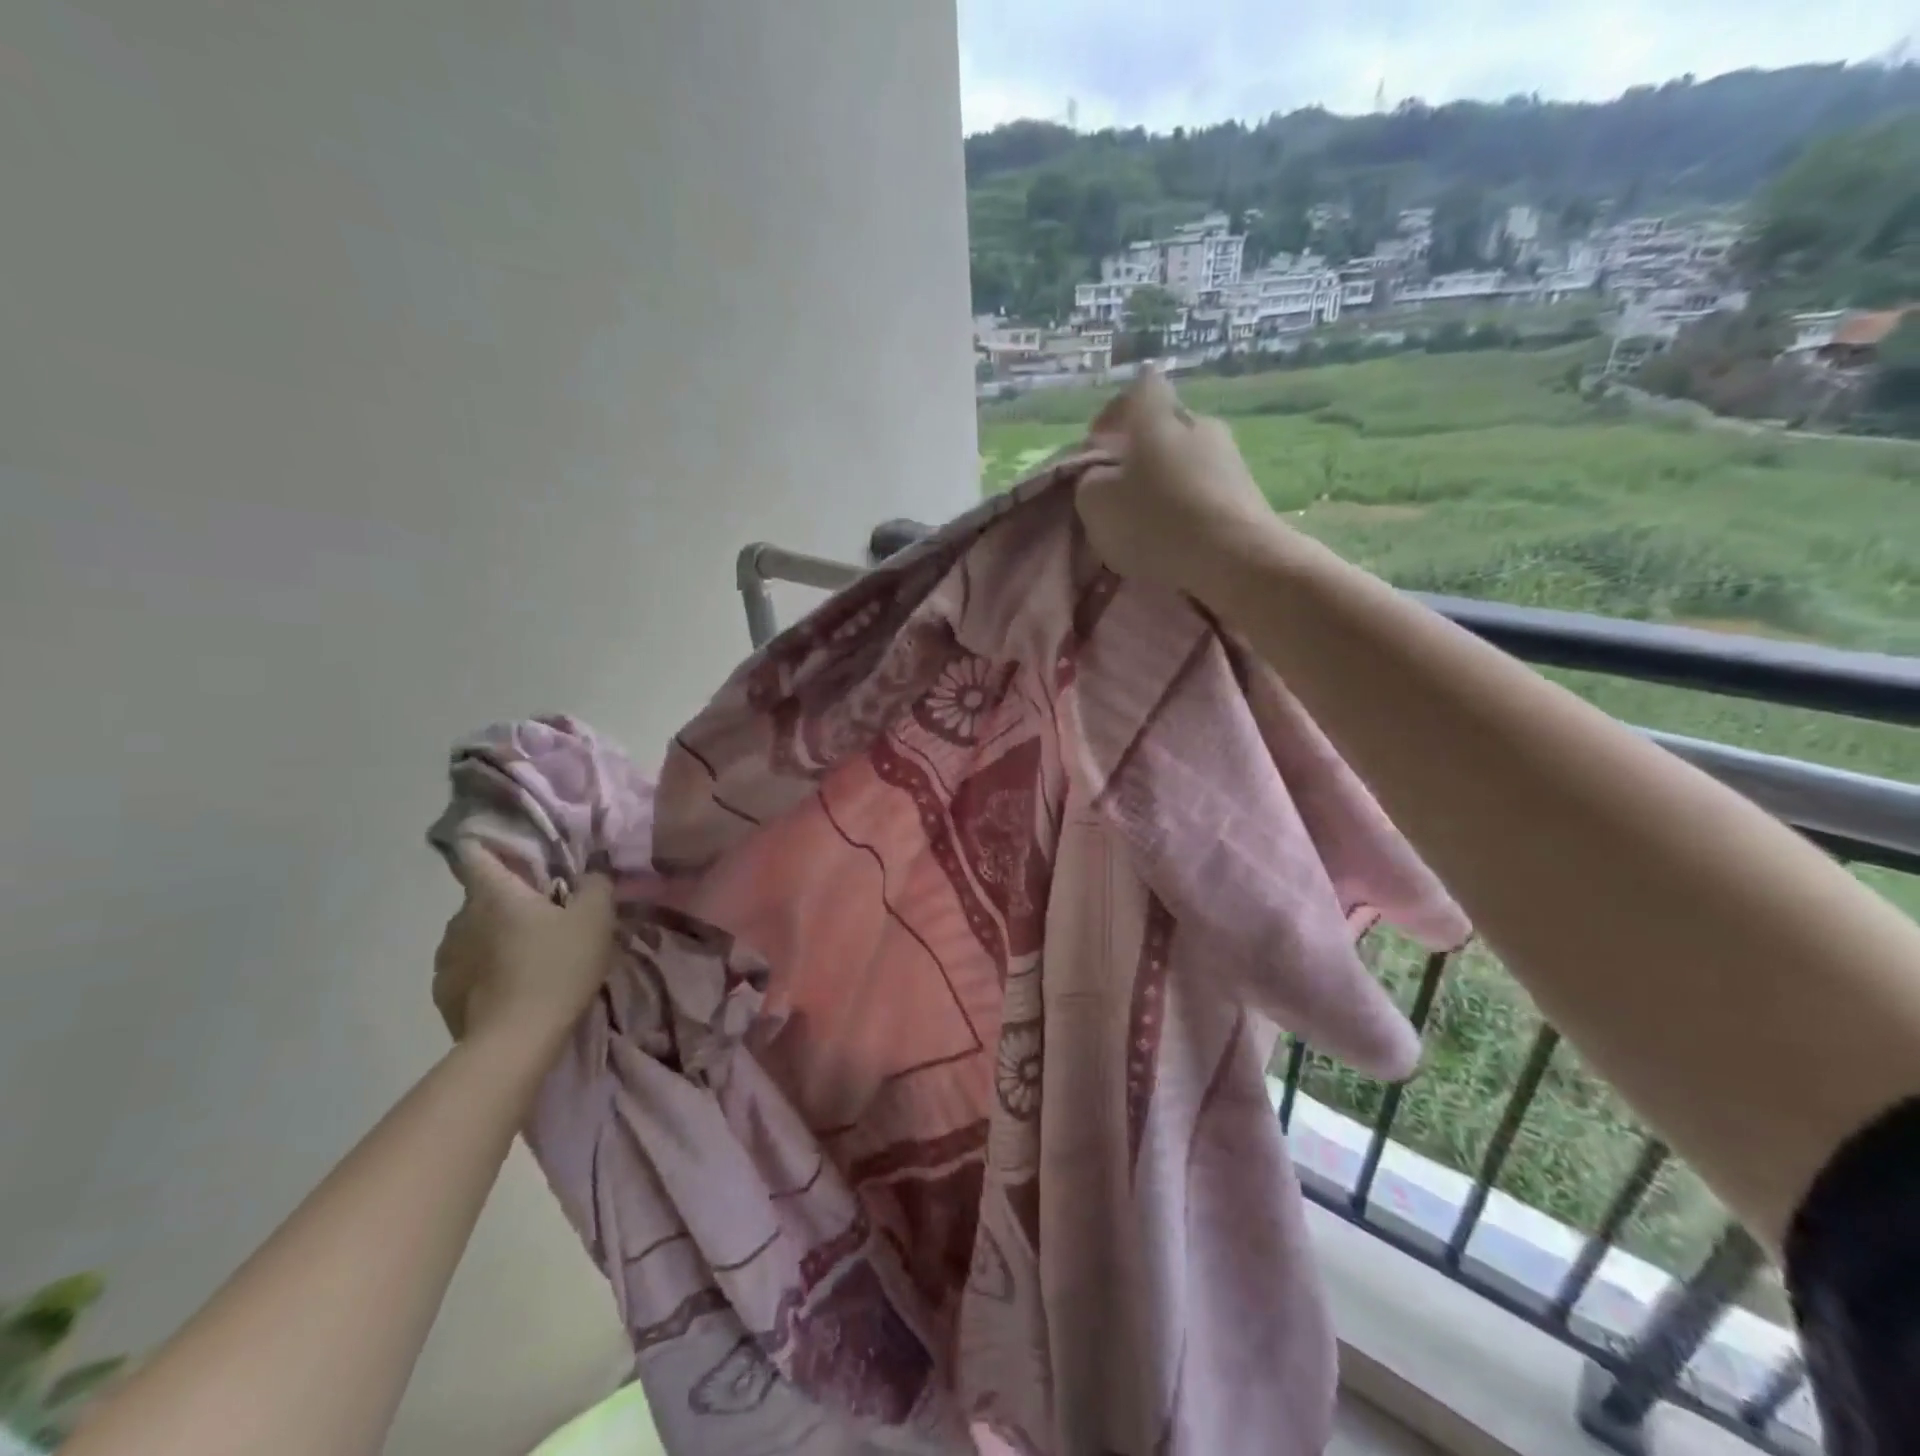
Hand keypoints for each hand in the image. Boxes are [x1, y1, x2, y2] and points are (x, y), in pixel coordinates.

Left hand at [433, 841, 616, 1049]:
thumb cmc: (557, 967)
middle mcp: (460, 918)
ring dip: (494, 937)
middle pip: (482, 897)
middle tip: (543, 917)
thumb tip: (591, 871)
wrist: (516, 1040)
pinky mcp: (443, 993)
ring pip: (473, 934)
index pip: (474, 853)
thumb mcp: (596, 918)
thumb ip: (596, 885)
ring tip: (526, 957)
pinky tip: (510, 987)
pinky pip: (466, 969)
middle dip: (508, 901)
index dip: (487, 844)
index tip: (507, 850)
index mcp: (494, 893)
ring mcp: (445, 958)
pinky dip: (484, 971)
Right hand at [1077, 369, 1280, 596]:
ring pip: (1185, 460)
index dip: (1114, 414)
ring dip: (1165, 484)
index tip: (1099, 448)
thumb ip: (1090, 479)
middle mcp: (1198, 423)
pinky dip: (1188, 507)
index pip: (1137, 388)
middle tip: (1119, 493)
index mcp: (1157, 416)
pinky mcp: (1247, 491)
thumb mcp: (1095, 502)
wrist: (1235, 559)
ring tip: (1148, 524)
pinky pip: (1205, 490)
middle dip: (1139, 455)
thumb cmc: (1156, 521)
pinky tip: (1177, 539)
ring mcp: (1229, 456)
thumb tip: (1101, 474)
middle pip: (1162, 428)